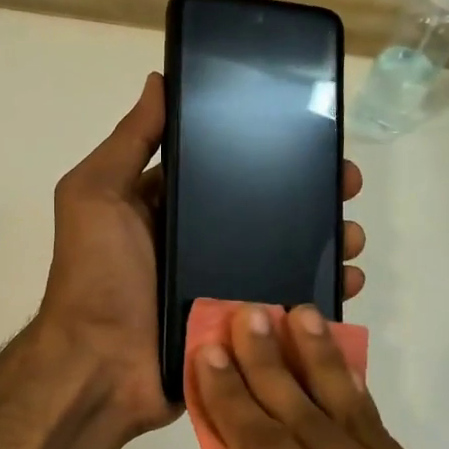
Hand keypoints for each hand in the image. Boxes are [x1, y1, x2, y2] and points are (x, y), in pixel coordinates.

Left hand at [36, 74, 365, 439]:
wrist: (101, 368)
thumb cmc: (97, 276)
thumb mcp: (97, 195)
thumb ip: (129, 142)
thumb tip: (159, 81)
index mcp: (165, 208)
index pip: (223, 169)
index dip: (264, 151)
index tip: (309, 137)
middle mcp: (195, 243)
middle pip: (263, 211)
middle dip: (308, 196)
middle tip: (346, 185)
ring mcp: (220, 286)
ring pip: (283, 255)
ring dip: (323, 241)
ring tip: (352, 236)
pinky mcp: (238, 326)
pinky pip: (285, 303)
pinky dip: (318, 292)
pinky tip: (347, 282)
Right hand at [191, 305, 448, 448]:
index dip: (234, 399)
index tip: (210, 353)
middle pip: (313, 417)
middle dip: (274, 363)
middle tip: (249, 313)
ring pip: (360, 418)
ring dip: (324, 365)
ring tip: (302, 316)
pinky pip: (391, 448)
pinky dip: (359, 410)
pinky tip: (343, 394)